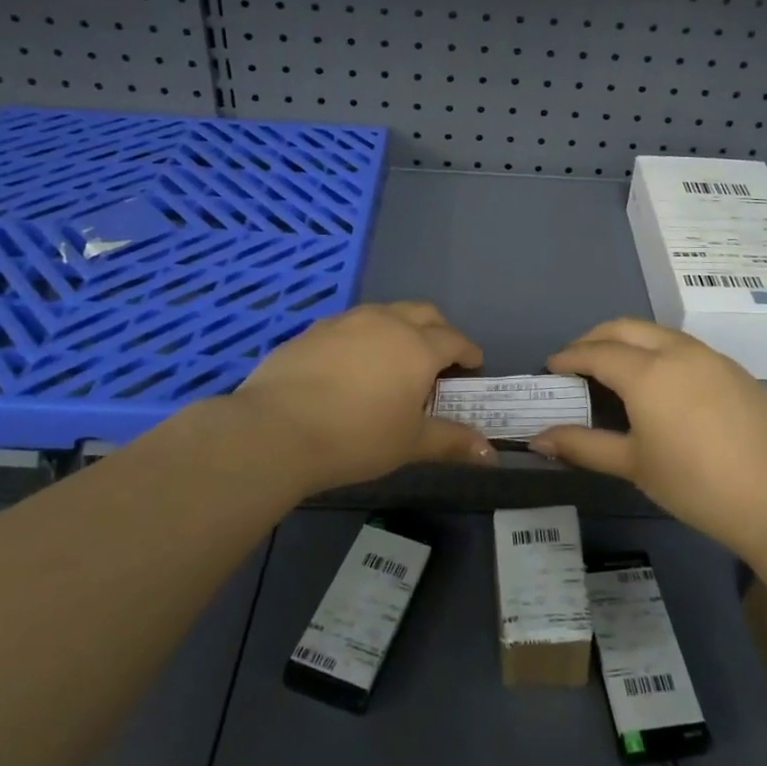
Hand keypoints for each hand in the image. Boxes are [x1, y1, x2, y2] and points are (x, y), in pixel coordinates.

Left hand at [231, 302, 494, 493]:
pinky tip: (351, 365)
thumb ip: (451, 441)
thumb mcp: (410, 444)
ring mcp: (347, 321)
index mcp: (418, 346)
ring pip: (385, 312)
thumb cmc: (357, 437)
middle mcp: (386, 322)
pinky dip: (364, 337)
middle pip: (424, 312)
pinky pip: (351, 324)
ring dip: (400, 327)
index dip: (468, 352)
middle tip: (439, 357)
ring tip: (394, 358)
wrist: (276, 428)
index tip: (473, 365)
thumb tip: (490, 453)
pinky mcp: (314, 329)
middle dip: (438, 329)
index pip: (454, 340)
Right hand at [534, 318, 766, 555]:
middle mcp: (676, 351)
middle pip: (625, 327)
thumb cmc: (695, 484)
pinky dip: (661, 351)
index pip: (596, 352)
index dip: (569, 357)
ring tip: (617, 368)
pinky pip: (686, 347)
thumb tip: (539, 439)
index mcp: (646, 372)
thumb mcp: (633, 465)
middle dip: (595, 338)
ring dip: (630, 340)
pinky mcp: (735, 368)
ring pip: (658, 332)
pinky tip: (663, 383)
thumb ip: (583, 445)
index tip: (551, 367)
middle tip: (578, 361)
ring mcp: (710, 356)